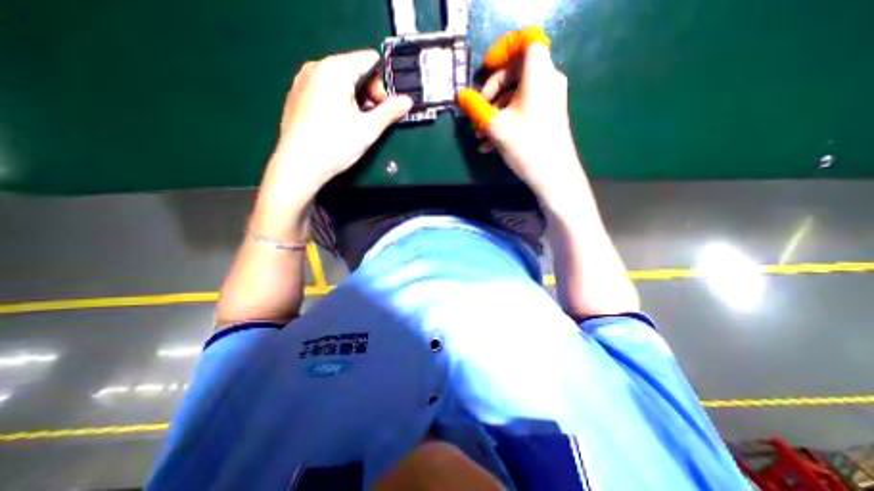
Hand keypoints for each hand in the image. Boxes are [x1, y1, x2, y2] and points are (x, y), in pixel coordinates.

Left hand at [271, 50, 414, 191]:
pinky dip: (338, 102)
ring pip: (340, 82)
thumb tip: (407, 101)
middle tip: (371, 118)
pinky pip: (325, 90)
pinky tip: (338, 124)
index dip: (383, 83)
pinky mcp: (297, 95)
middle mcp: (316, 67)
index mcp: (335, 69)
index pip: (370, 60)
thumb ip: (390, 111)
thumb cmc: (334, 145)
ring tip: (355, 124)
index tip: (384, 105)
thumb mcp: (368, 129)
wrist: (299, 165)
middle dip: (368, 93)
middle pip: (354, 70)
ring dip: (355, 99)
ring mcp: (303, 80)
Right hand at [460, 26, 581, 197]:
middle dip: (490, 92)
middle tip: (476, 113)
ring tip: (479, 135)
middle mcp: (547, 81)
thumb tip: (460, 95)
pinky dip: (505, 120)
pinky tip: (489, 143)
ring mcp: (548, 100)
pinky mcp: (546, 116)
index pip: (525, 42)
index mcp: (538, 74)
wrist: (554, 176)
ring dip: (494, 113)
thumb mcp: (495, 126)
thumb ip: (475, 107)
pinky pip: (522, 109)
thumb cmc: (526, 146)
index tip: (484, 69)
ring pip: (515, 95)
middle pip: (515, 72)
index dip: (503, 50)